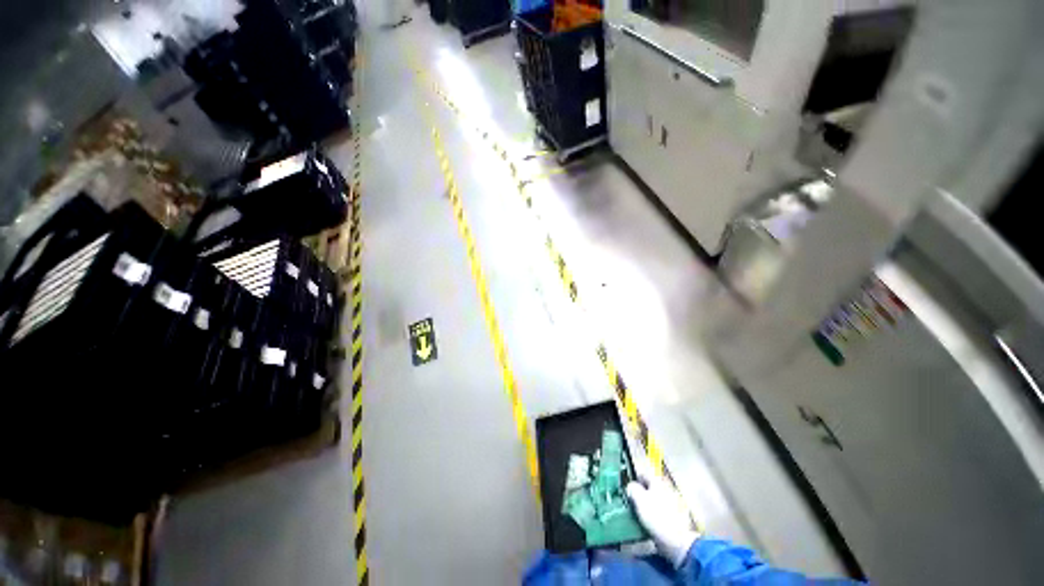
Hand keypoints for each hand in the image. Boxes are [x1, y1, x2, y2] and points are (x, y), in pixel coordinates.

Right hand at [626, 474, 698, 567]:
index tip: (626, 488)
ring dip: (648, 503)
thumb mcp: (639, 500)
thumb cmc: (657, 517)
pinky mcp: (677, 517)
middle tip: (632, 501)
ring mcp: (674, 503)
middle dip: (641, 492)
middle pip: (650, 487)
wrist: (679, 542)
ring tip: (639, 513)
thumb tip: (630, 486)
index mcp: (658, 481)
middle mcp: (667, 488)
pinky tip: (650, 522)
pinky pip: (662, 511)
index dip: (633, 479)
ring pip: (656, 499)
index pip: (643, 474)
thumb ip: (633, 489)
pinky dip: (656, 514)